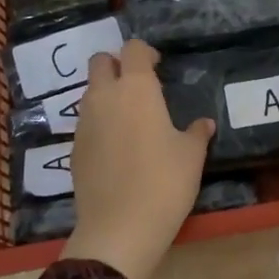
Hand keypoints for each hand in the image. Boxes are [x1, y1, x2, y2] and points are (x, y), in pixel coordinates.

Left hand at [62, 39, 214, 278]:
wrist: (119, 229)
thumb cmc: (164, 183)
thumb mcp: (191, 157)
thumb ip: (197, 133)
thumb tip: (204, 123)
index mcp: (136, 89)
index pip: (132, 49)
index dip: (145, 53)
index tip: (158, 67)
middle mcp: (104, 97)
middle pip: (100, 62)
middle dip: (116, 65)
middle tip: (138, 86)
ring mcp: (84, 123)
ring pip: (90, 92)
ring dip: (106, 94)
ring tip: (130, 119)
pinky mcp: (74, 148)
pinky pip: (86, 122)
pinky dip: (99, 123)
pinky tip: (117, 148)